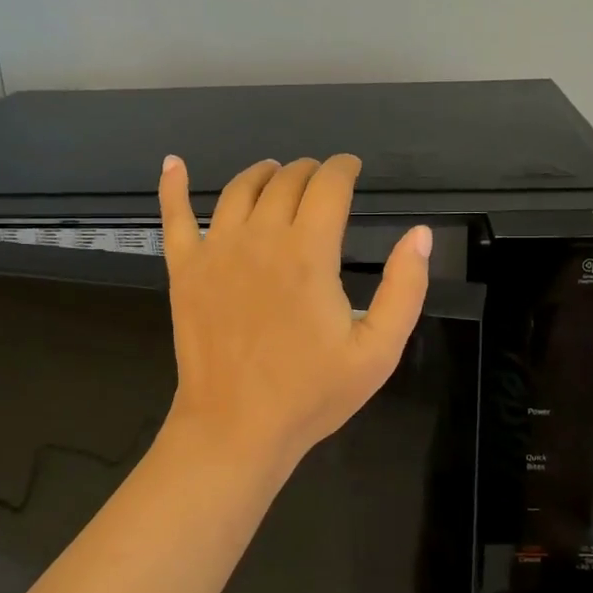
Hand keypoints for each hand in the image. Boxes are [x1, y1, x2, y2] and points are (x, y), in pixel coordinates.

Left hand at [157, 154, 431, 480]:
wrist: (236, 428)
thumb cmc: (311, 393)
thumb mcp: (378, 351)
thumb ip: (405, 289)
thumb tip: (419, 234)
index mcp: (308, 253)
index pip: (329, 186)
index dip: (344, 169)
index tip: (352, 169)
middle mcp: (260, 238)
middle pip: (286, 181)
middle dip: (309, 171)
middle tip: (322, 180)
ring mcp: (216, 251)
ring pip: (239, 189)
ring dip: (263, 173)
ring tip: (275, 173)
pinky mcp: (184, 270)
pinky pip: (175, 217)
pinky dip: (173, 186)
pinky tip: (173, 163)